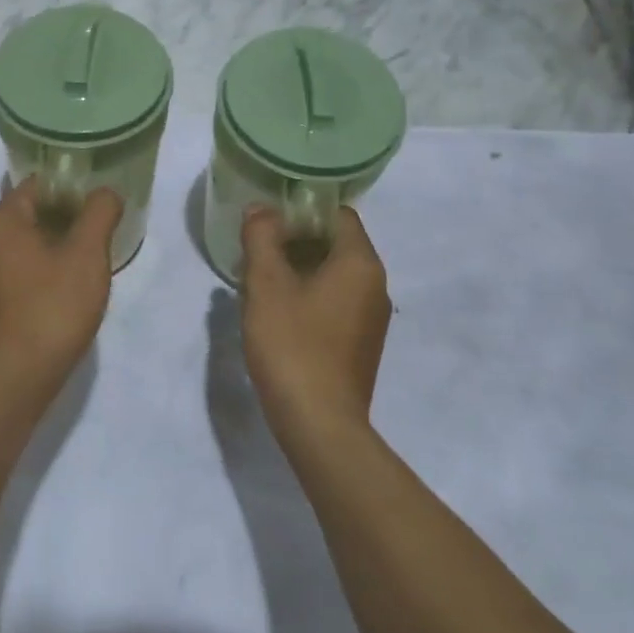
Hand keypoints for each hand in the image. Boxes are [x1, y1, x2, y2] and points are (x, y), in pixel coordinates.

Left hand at [0, 180, 123, 392]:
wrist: (17, 377)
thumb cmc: (53, 306)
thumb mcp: (87, 253)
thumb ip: (100, 213)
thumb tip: (106, 193)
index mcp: (0, 221)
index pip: (38, 185)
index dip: (71, 189)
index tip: (99, 205)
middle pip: (30, 213)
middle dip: (66, 219)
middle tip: (99, 234)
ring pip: (24, 244)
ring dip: (55, 247)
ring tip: (88, 263)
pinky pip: (17, 271)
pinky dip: (41, 270)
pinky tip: (66, 290)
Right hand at [239, 206, 391, 442]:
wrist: (319, 424)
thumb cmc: (293, 345)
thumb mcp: (266, 285)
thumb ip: (262, 237)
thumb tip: (261, 209)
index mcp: (360, 263)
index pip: (338, 215)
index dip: (302, 211)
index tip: (268, 222)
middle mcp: (376, 286)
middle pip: (336, 244)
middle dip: (295, 241)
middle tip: (257, 251)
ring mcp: (372, 319)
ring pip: (334, 276)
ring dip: (299, 270)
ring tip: (261, 282)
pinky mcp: (361, 345)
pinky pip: (336, 303)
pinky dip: (310, 297)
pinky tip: (279, 315)